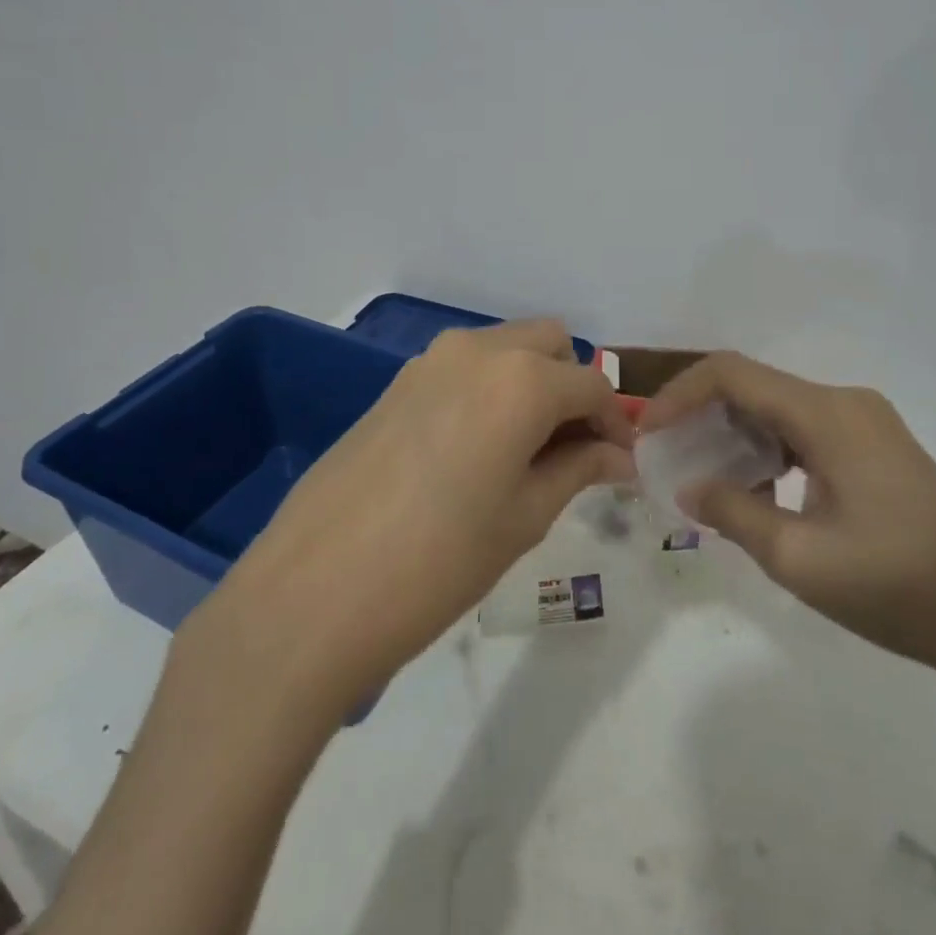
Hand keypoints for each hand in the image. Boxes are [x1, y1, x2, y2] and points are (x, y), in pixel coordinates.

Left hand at [187, 320, 635, 713]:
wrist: (315, 590)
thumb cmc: (439, 561)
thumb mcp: (524, 517)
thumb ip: (578, 470)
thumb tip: (617, 456)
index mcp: (520, 379)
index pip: (591, 384)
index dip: (615, 422)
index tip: (620, 464)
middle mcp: (476, 350)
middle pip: (548, 344)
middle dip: (572, 387)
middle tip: (574, 450)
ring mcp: (428, 362)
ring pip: (503, 350)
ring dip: (530, 385)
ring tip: (527, 454)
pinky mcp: (395, 384)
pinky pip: (463, 369)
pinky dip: (489, 391)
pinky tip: (477, 451)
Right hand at [641, 352, 935, 688]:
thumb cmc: (901, 589)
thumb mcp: (800, 559)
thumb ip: (733, 513)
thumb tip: (688, 486)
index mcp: (827, 415)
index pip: (731, 374)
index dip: (679, 394)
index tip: (648, 432)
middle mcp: (844, 402)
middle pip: (753, 387)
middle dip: (701, 416)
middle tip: (667, 458)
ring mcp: (865, 423)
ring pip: (776, 409)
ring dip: (733, 435)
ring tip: (702, 478)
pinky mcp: (876, 447)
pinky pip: (804, 431)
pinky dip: (767, 450)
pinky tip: (756, 492)